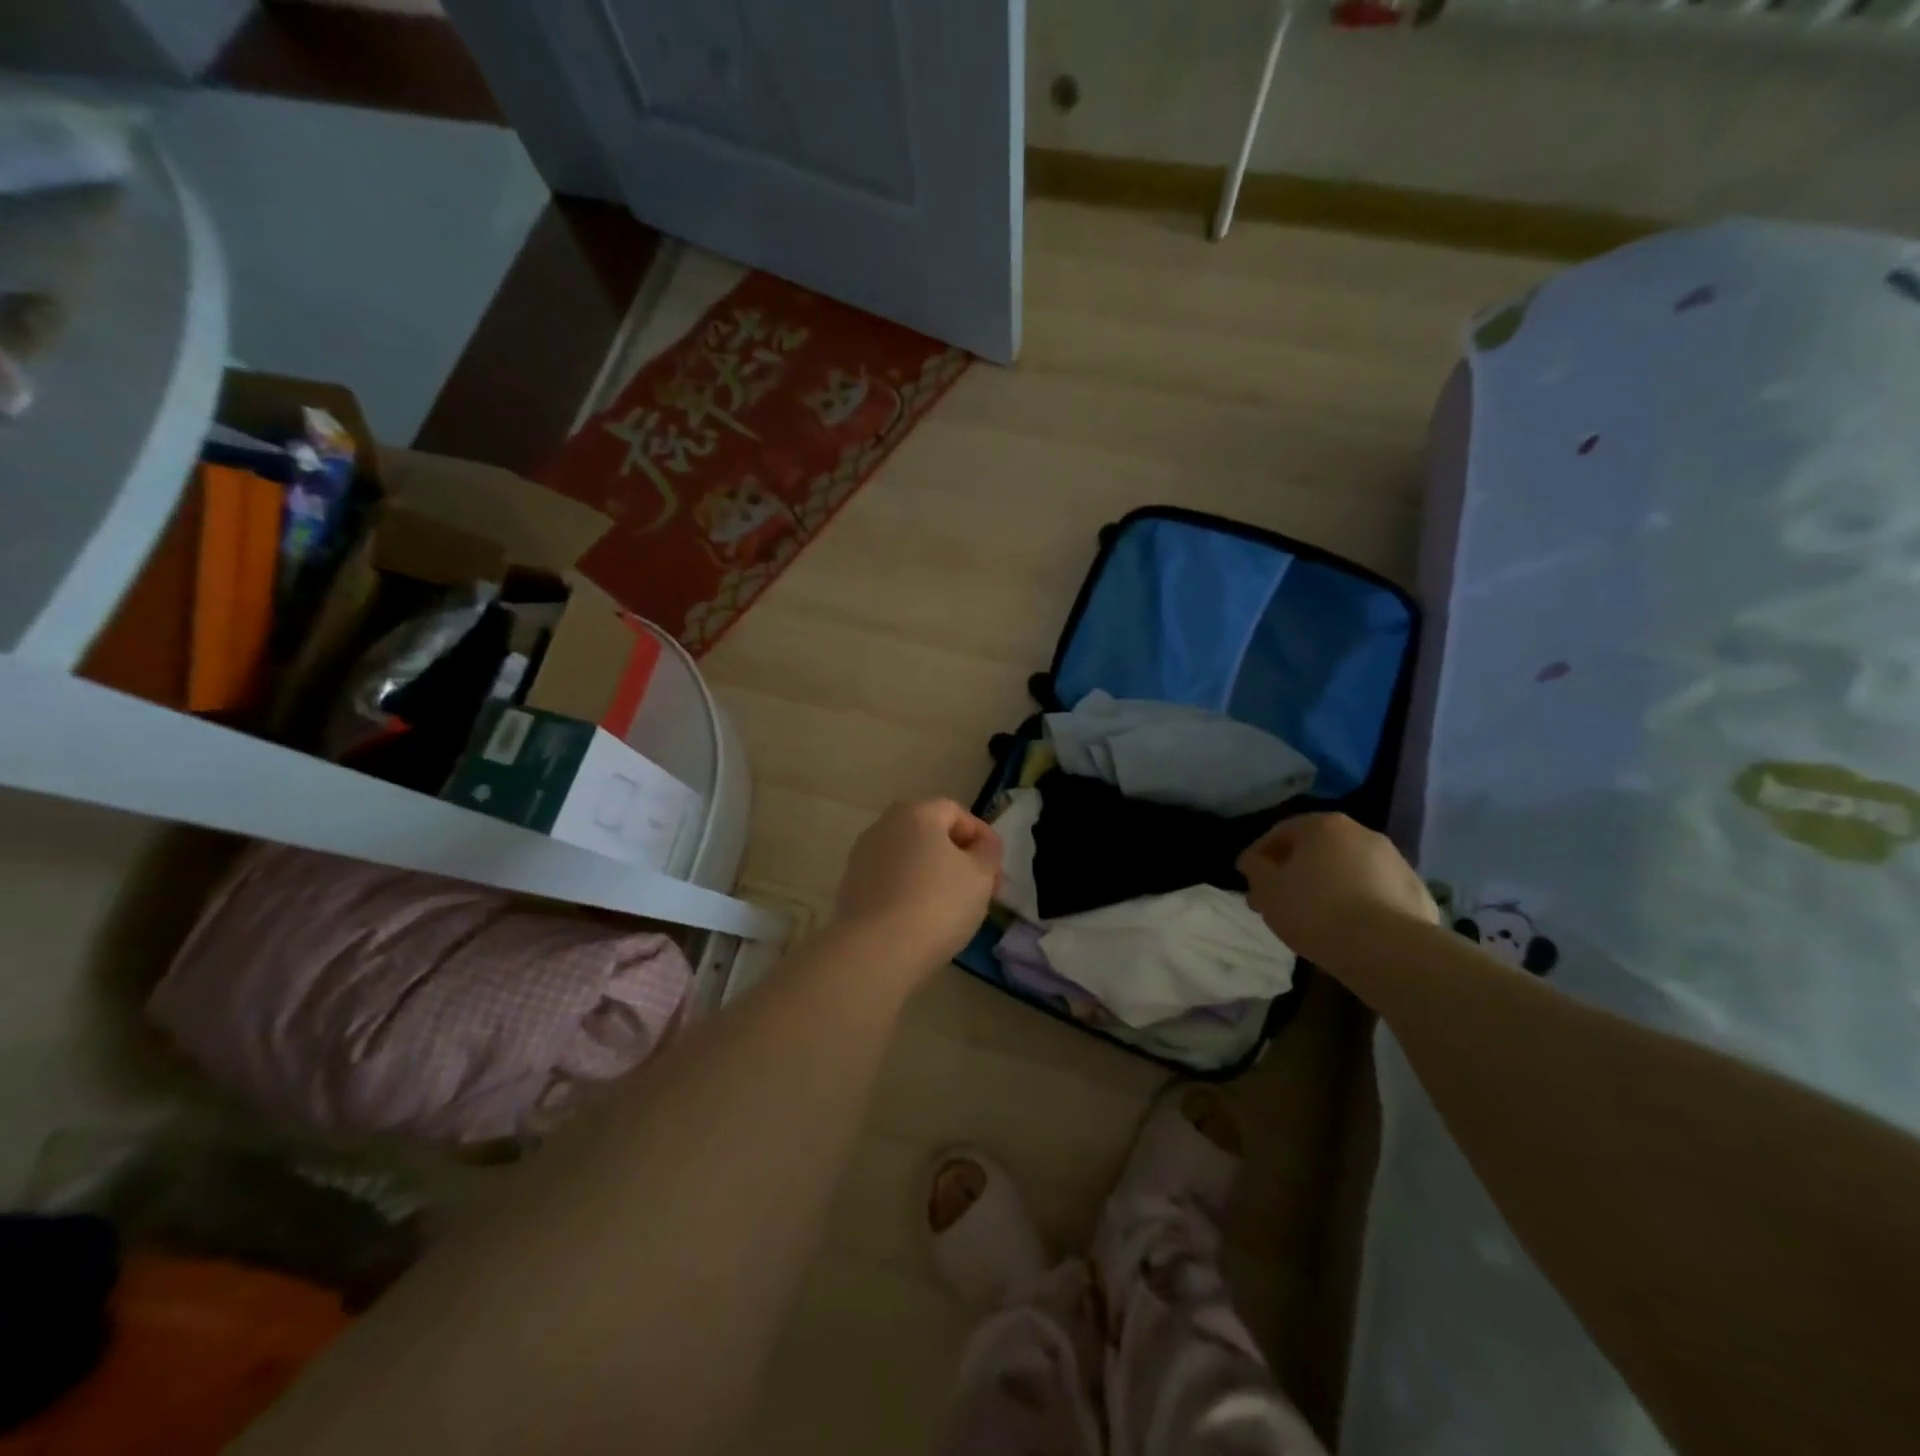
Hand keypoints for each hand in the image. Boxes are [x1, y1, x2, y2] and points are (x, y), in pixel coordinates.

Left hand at [831, 799, 1003, 976]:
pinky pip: (891, 882)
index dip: (982, 837)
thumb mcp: (980, 876)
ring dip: (933, 875)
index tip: (996, 869)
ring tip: (953, 908)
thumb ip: (987, 853)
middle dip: (958, 857)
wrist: (876, 950)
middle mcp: (883, 826)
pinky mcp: (850, 888)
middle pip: (929, 834)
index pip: (956, 812)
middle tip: (979, 888)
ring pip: (909, 859)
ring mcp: (862, 857)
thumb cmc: (937, 903)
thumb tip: (982, 846)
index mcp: (915, 813)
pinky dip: (910, 892)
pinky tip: (923, 920)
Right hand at [1236, 813, 1436, 965]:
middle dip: (1294, 871)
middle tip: (1278, 900)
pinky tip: (1348, 928)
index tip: (1248, 880)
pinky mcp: (1417, 892)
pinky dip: (1359, 903)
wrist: (1388, 949)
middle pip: (1317, 849)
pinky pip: (1376, 893)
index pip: (1280, 832)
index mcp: (1323, 825)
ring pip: (1348, 869)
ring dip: (1328, 885)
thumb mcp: (1267, 889)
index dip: (1259, 856)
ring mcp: (1395, 861)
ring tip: (1314, 917)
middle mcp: (1362, 833)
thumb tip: (1254, 862)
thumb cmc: (1315, 910)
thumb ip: (1255, 869)